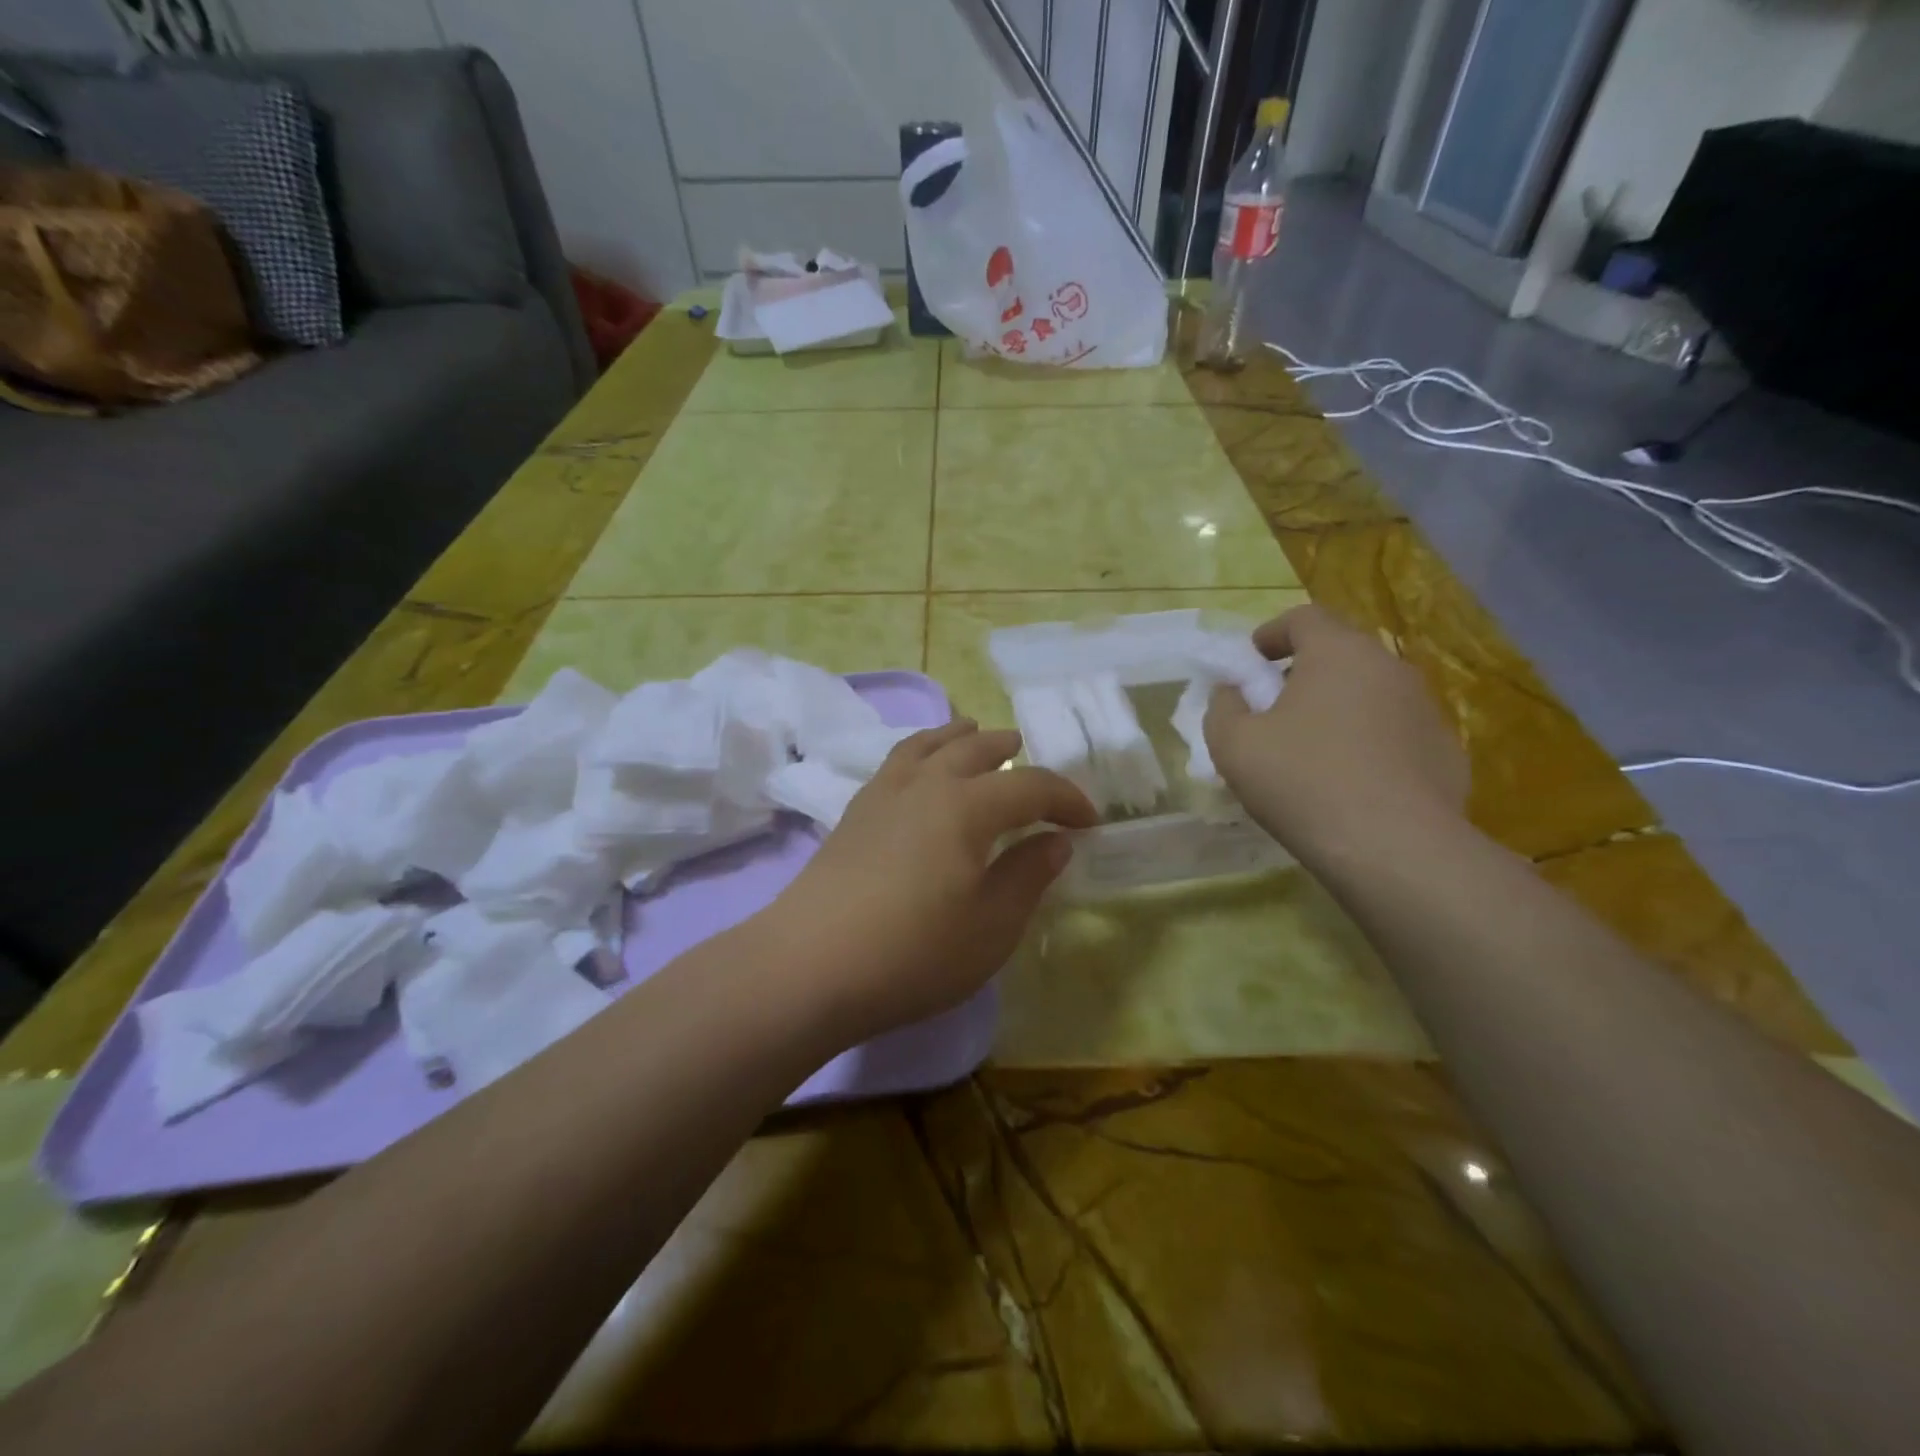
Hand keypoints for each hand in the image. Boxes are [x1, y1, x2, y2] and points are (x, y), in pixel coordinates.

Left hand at [767, 720, 1097, 1042]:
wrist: (809, 966)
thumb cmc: (914, 952)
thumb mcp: (991, 926)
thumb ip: (1028, 876)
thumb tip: (1055, 842)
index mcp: (967, 805)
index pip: (1030, 786)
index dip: (1066, 799)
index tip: (1090, 822)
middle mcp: (925, 784)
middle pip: (974, 749)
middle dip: (1008, 749)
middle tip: (1028, 756)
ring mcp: (883, 794)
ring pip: (928, 745)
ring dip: (958, 736)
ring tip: (973, 732)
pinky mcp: (853, 813)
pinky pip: (896, 762)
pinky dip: (920, 751)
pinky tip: (920, 772)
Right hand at [1204, 604, 1467, 864]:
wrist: (1395, 849)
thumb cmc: (1303, 782)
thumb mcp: (1233, 745)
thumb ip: (1222, 707)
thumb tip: (1233, 693)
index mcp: (1338, 653)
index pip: (1304, 618)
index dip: (1270, 634)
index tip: (1251, 664)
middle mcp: (1390, 668)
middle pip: (1339, 654)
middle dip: (1301, 675)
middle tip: (1273, 711)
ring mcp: (1425, 709)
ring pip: (1369, 694)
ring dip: (1336, 709)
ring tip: (1311, 752)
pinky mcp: (1445, 751)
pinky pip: (1394, 733)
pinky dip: (1368, 743)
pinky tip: (1350, 783)